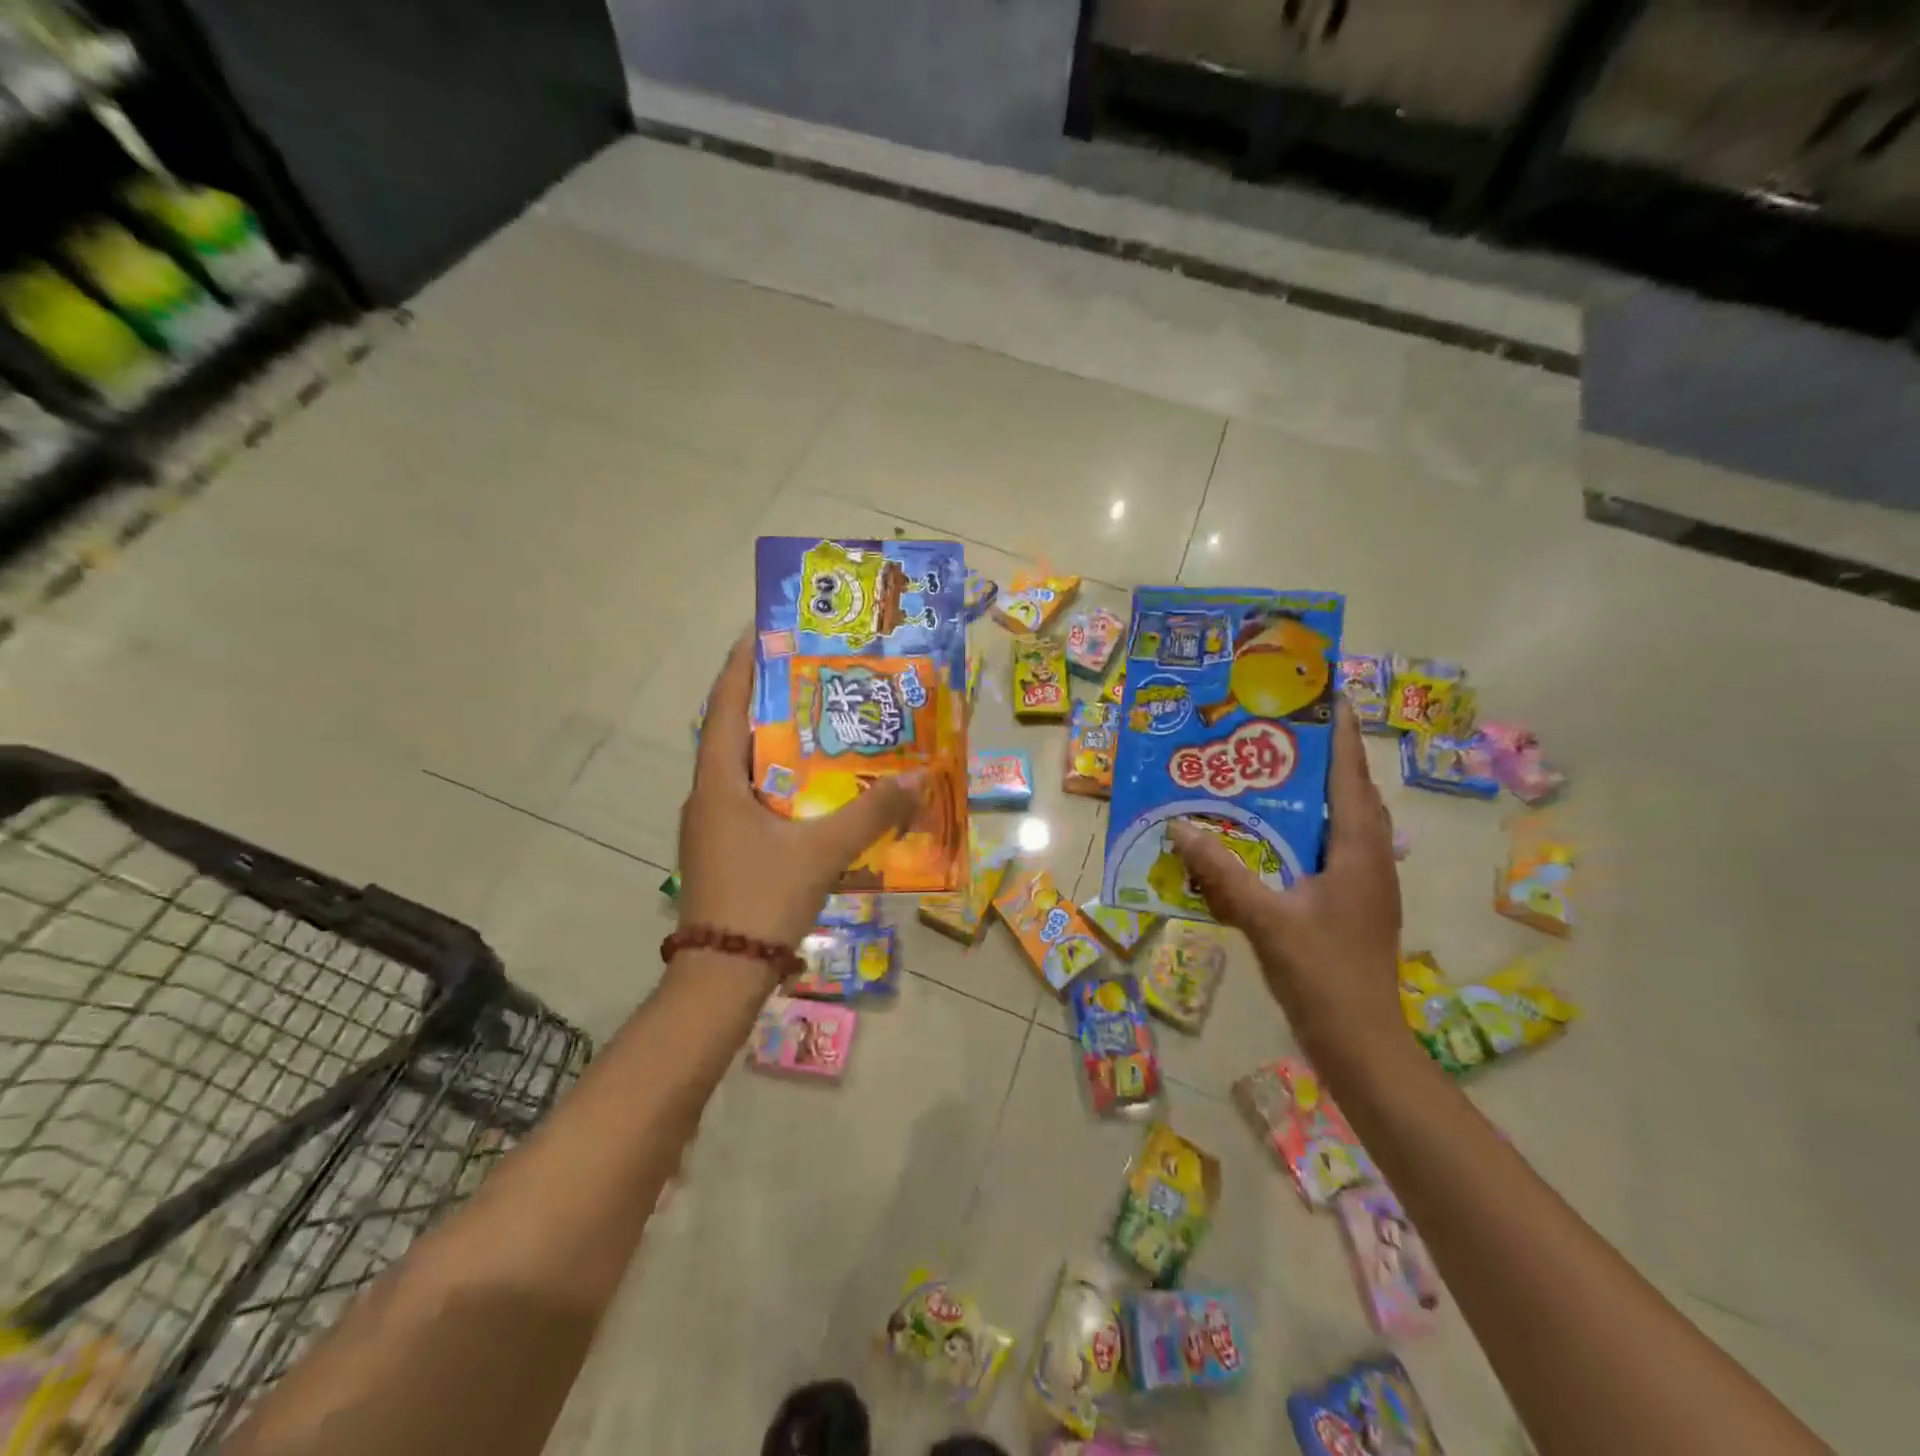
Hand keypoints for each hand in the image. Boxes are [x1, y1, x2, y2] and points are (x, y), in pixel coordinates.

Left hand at [676, 633, 924, 953]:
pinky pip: (752, 800)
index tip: (761, 632)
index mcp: (718, 783)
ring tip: (818, 726)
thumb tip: (920, 778)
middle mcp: (708, 796)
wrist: (721, 974)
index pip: (725, 707)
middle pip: (735, 734)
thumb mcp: (823, 852)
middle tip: (809, 678)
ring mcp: (712, 826)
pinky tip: (813, 791)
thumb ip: (872, 813)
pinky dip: (780, 785)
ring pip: (744, 770)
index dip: (741, 666)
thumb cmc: (762, 898)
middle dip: (768, 702)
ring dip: (776, 747)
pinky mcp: (724, 849)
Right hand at [1168, 700, 1402, 1066]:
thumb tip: (1179, 826)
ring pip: (1341, 825)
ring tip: (1270, 776)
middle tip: (1279, 732)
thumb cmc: (1322, 974)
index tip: (1328, 697)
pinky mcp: (1350, 906)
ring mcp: (1363, 885)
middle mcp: (1369, 859)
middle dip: (1322, 760)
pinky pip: (1328, 853)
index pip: (1351, 777)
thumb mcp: (1265, 919)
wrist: (1362, 1044)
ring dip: (1313, 797)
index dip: (1342, 735)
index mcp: (1359, 851)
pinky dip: (1302, 834)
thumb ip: (1222, 872)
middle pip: (1350, 795)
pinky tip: (1266, 840)